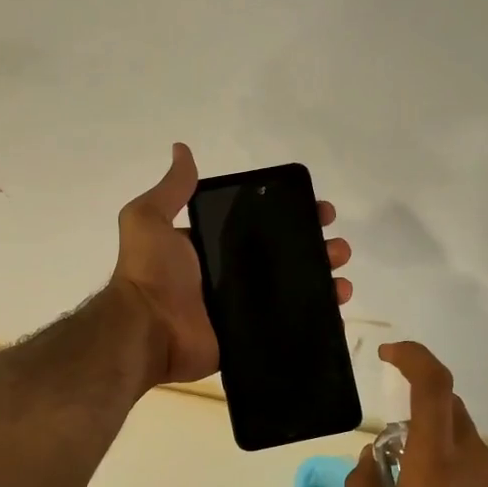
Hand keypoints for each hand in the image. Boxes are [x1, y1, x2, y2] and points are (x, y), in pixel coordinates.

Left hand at [112, 143, 352, 387]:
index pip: (259, 226)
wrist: (146, 330)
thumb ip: (171, 189)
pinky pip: (286, 326)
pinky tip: (336, 309)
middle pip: (283, 257)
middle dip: (315, 249)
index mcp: (211, 247)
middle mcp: (229, 276)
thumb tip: (181, 149)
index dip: (291, 216)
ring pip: (291, 291)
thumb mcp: (149, 219)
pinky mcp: (248, 337)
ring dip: (321, 282)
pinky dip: (313, 318)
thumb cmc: (151, 273)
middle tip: (337, 248)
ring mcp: (241, 309)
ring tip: (341, 278)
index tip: (321, 211)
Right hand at [345, 342, 487, 486]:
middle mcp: (471, 457)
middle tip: (387, 440)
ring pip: (461, 435)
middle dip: (417, 403)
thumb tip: (368, 458)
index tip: (388, 355)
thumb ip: (362, 486)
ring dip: (432, 438)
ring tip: (406, 483)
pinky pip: (473, 462)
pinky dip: (449, 463)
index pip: (434, 385)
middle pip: (449, 405)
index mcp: (435, 458)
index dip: (413, 357)